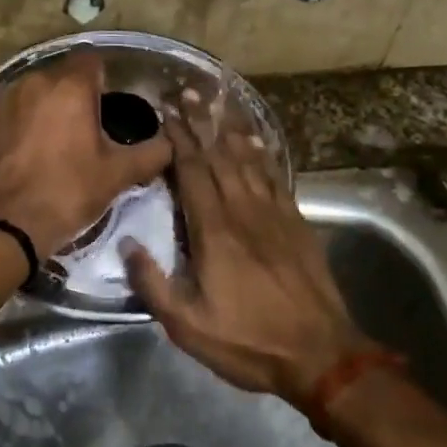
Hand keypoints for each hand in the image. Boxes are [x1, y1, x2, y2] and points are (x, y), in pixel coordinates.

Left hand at [0, 50, 172, 255]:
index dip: (105, 79)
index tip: (110, 105)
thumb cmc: (68, 192)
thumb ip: (153, 153)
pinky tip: (28, 148)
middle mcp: (35, 81)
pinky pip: (11, 108)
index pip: (94, 61)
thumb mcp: (118, 174)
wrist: (7, 225)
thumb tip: (170, 143)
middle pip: (63, 75)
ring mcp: (4, 98)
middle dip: (76, 94)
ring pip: (35, 90)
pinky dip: (22, 120)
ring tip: (57, 139)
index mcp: (71, 87)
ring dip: (48, 105)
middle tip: (88, 128)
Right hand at [122, 106, 368, 408]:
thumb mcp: (188, 326)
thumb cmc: (249, 342)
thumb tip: (126, 245)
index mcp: (214, 231)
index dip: (178, 138)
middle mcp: (243, 210)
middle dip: (201, 123)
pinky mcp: (296, 222)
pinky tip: (255, 139)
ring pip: (248, 160)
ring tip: (216, 103)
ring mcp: (274, 213)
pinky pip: (274, 176)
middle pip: (219, 156)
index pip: (193, 172)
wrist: (320, 354)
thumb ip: (153, 284)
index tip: (165, 111)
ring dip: (229, 129)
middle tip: (187, 92)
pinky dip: (262, 153)